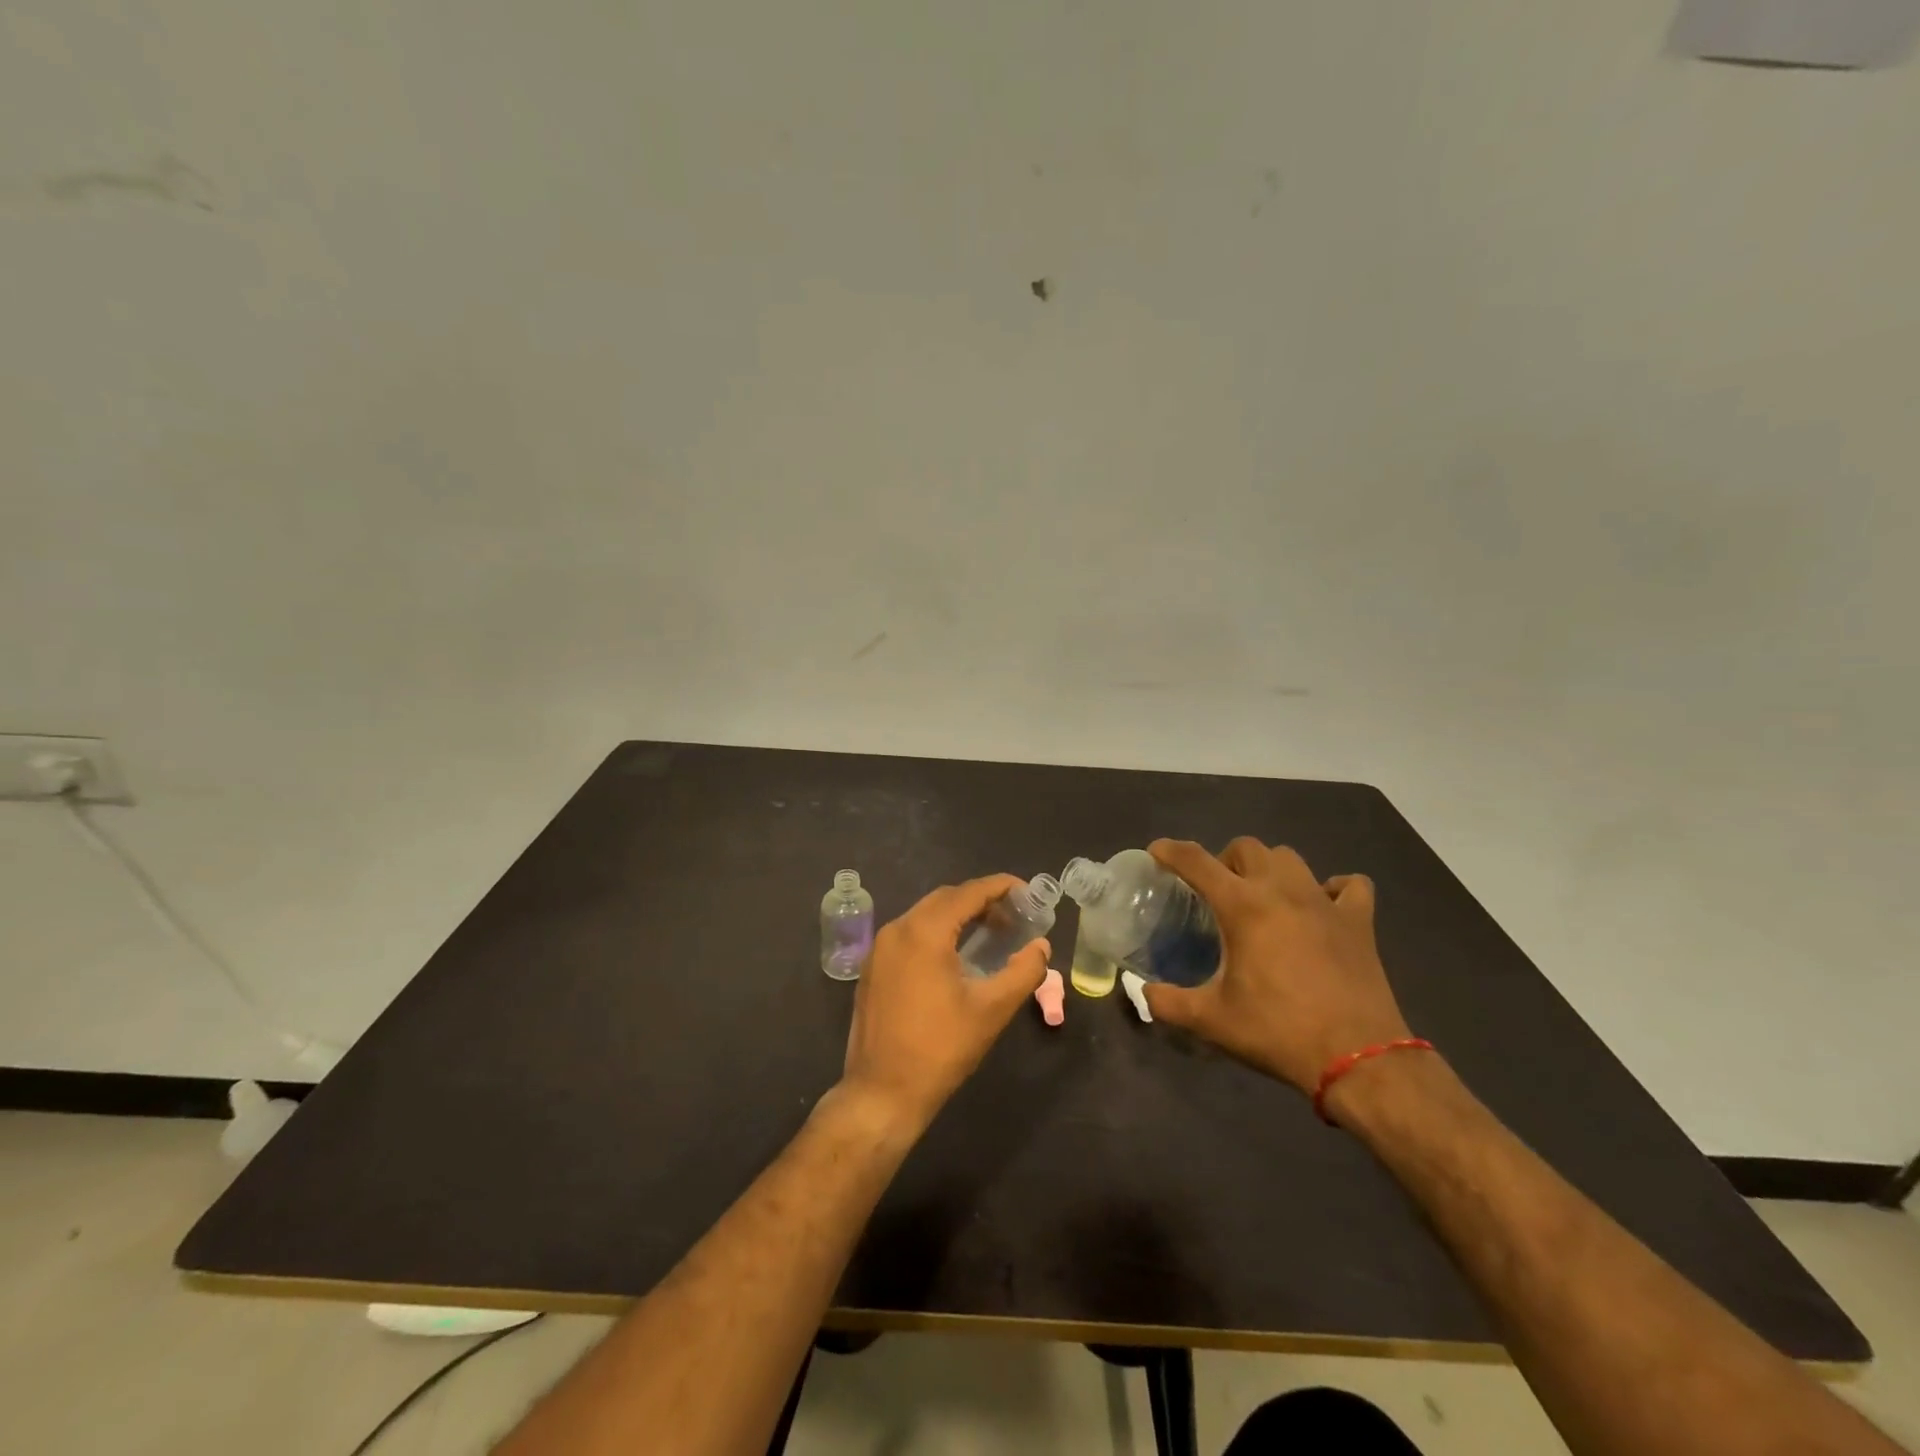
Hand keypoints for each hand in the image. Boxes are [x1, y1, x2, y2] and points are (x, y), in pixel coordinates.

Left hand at [840, 875, 1050, 1133]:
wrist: (882, 1093)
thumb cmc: (941, 1049)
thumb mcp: (992, 1010)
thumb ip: (1024, 971)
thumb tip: (1041, 946)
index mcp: (924, 932)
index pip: (968, 893)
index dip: (1000, 886)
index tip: (1026, 891)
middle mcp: (897, 930)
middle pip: (945, 899)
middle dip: (980, 901)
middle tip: (1013, 917)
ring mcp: (879, 949)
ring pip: (924, 916)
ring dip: (957, 917)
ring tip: (989, 934)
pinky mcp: (872, 969)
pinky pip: (909, 935)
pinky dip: (935, 933)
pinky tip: (954, 956)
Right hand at [1140, 838, 1410, 1096]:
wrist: (1359, 1060)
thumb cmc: (1278, 1032)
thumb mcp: (1211, 1021)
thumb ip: (1168, 1002)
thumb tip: (1144, 992)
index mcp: (1243, 907)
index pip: (1196, 861)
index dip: (1170, 851)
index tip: (1157, 851)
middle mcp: (1282, 891)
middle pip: (1246, 847)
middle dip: (1223, 860)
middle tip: (1215, 890)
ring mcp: (1325, 902)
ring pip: (1290, 858)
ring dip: (1269, 868)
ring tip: (1262, 895)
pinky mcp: (1359, 922)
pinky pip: (1349, 886)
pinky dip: (1332, 888)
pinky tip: (1321, 906)